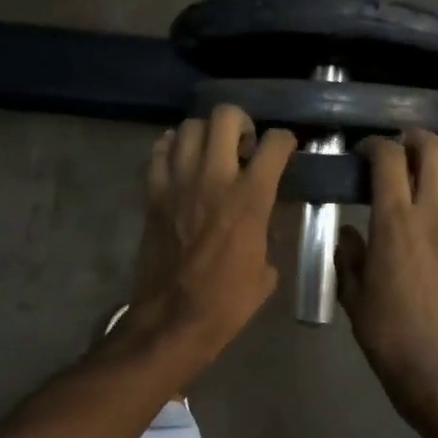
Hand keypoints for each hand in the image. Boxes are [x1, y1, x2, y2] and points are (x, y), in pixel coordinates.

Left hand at [127, 105, 296, 365]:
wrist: (172, 320)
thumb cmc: (227, 303)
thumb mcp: (265, 271)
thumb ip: (266, 234)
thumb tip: (262, 223)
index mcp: (250, 198)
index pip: (275, 143)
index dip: (285, 140)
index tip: (284, 150)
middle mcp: (214, 178)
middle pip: (225, 117)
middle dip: (240, 122)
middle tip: (243, 144)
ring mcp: (178, 183)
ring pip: (189, 127)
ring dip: (205, 133)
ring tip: (211, 152)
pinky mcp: (152, 194)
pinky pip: (159, 152)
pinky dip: (171, 148)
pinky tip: (181, 162)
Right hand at [338, 130, 437, 420]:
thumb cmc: (386, 331)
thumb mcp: (352, 291)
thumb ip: (348, 253)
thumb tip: (350, 232)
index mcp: (395, 221)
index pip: (389, 158)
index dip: (375, 145)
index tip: (365, 151)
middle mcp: (435, 213)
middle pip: (436, 150)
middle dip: (416, 139)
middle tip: (402, 149)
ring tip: (432, 166)